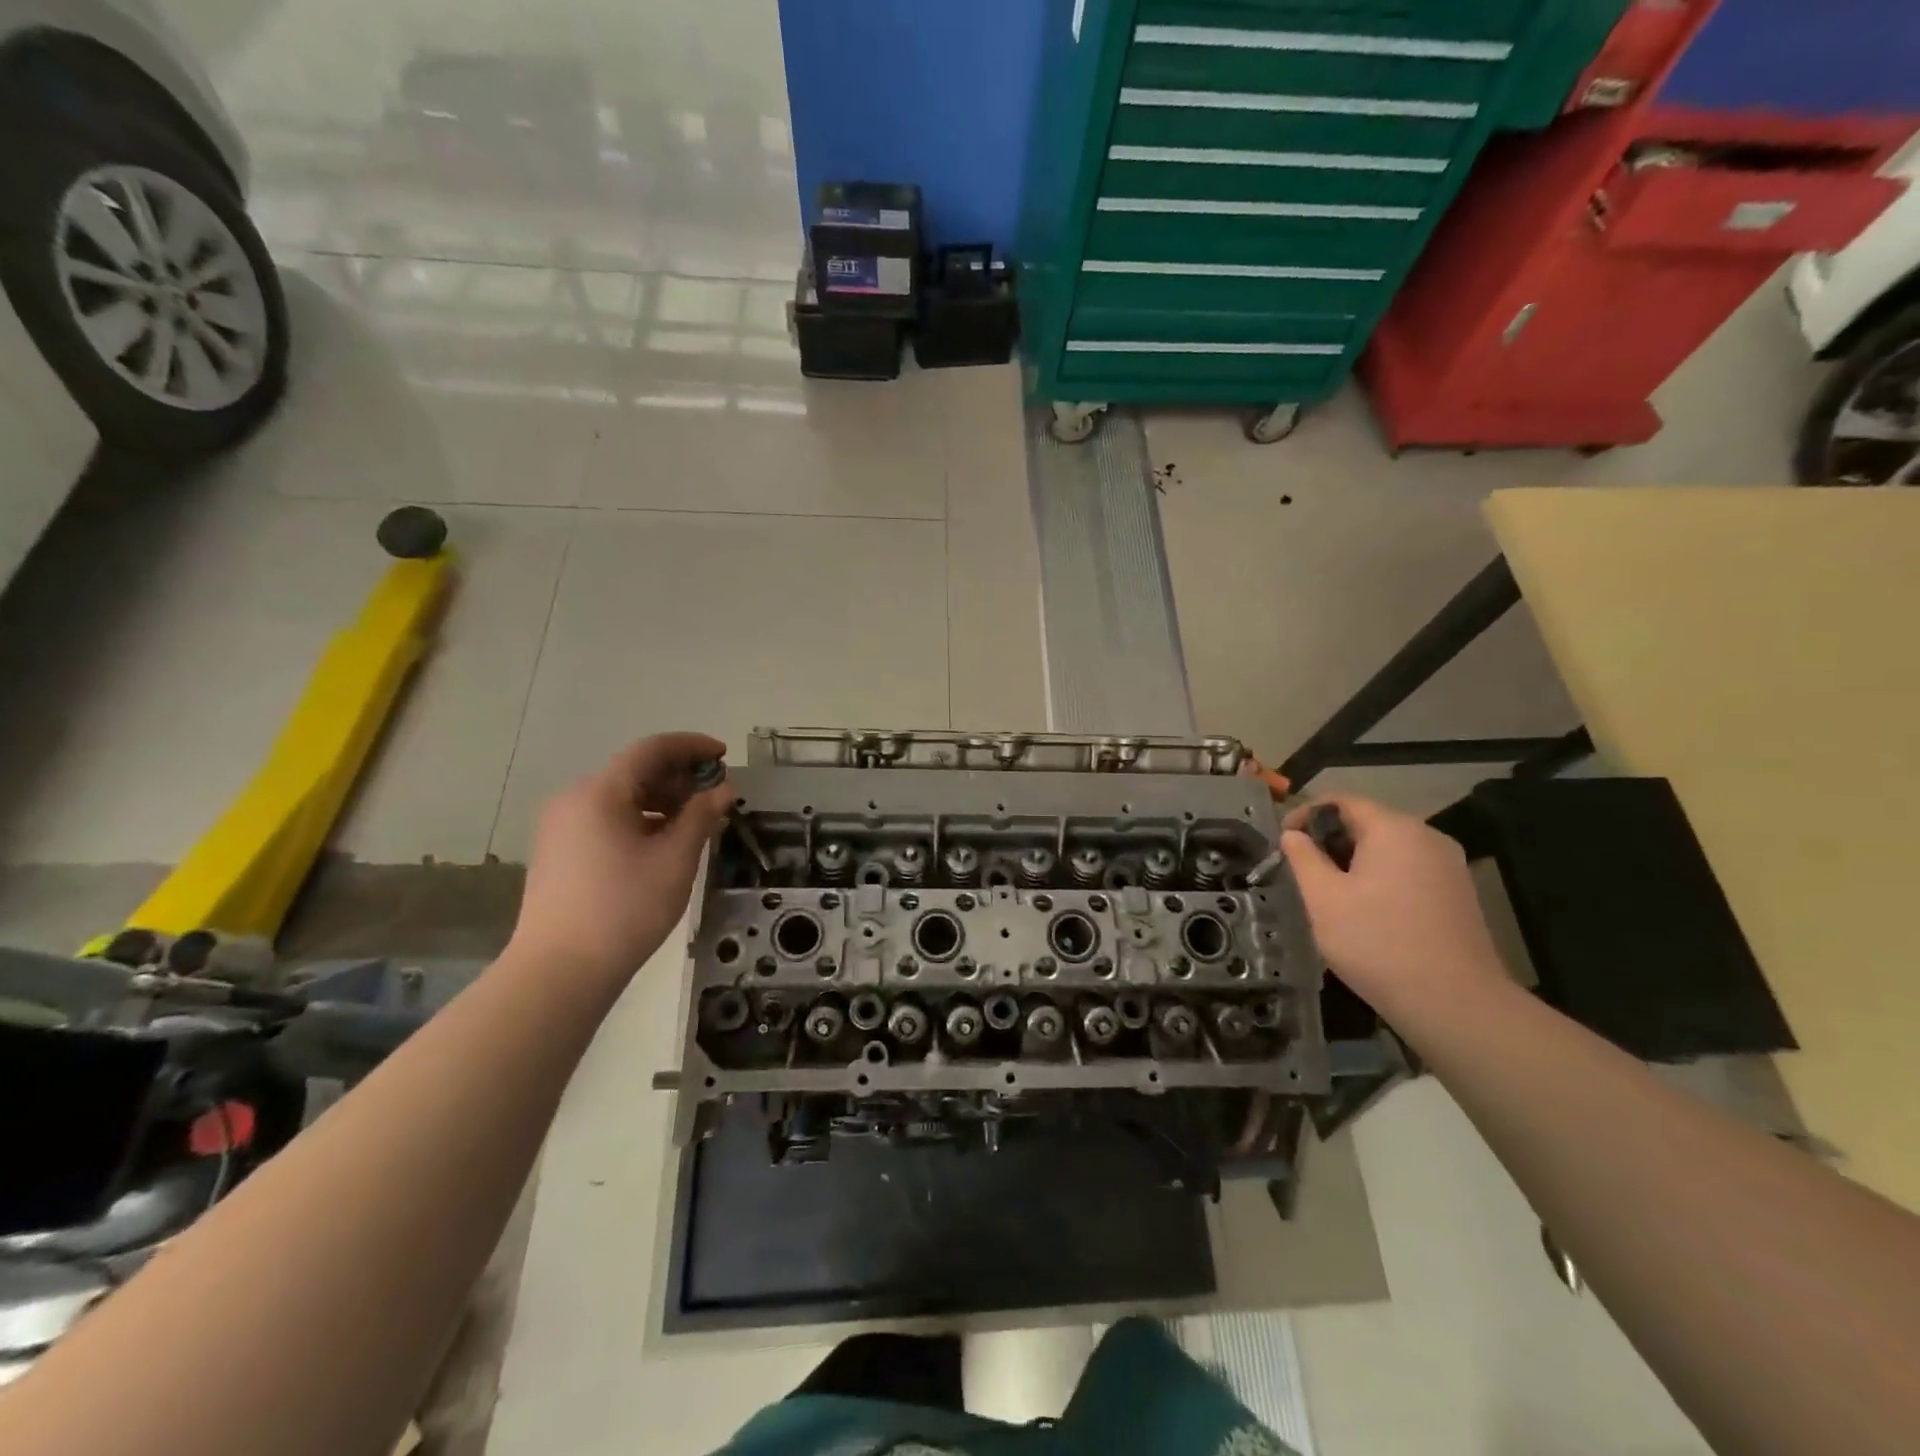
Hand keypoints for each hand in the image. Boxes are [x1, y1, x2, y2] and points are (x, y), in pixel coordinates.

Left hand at [510, 733, 732, 983]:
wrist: (559, 972)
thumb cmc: (625, 909)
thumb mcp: (675, 859)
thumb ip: (702, 815)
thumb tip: (724, 788)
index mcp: (600, 792)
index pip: (651, 750)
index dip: (691, 746)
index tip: (724, 755)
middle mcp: (574, 799)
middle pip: (634, 770)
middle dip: (679, 776)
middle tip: (716, 795)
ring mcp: (561, 826)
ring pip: (620, 796)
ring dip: (661, 799)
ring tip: (695, 821)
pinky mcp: (558, 851)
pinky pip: (606, 818)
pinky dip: (639, 818)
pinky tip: (662, 842)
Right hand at [1281, 795, 1510, 1020]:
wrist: (1455, 1004)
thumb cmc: (1377, 943)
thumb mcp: (1323, 898)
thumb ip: (1303, 858)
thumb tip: (1293, 834)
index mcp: (1394, 829)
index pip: (1342, 801)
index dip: (1306, 813)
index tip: (1283, 839)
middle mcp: (1427, 837)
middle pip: (1368, 822)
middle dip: (1330, 839)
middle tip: (1302, 869)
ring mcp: (1448, 866)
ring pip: (1389, 848)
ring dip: (1354, 860)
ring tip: (1329, 891)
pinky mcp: (1458, 894)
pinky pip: (1409, 869)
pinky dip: (1380, 877)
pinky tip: (1366, 910)